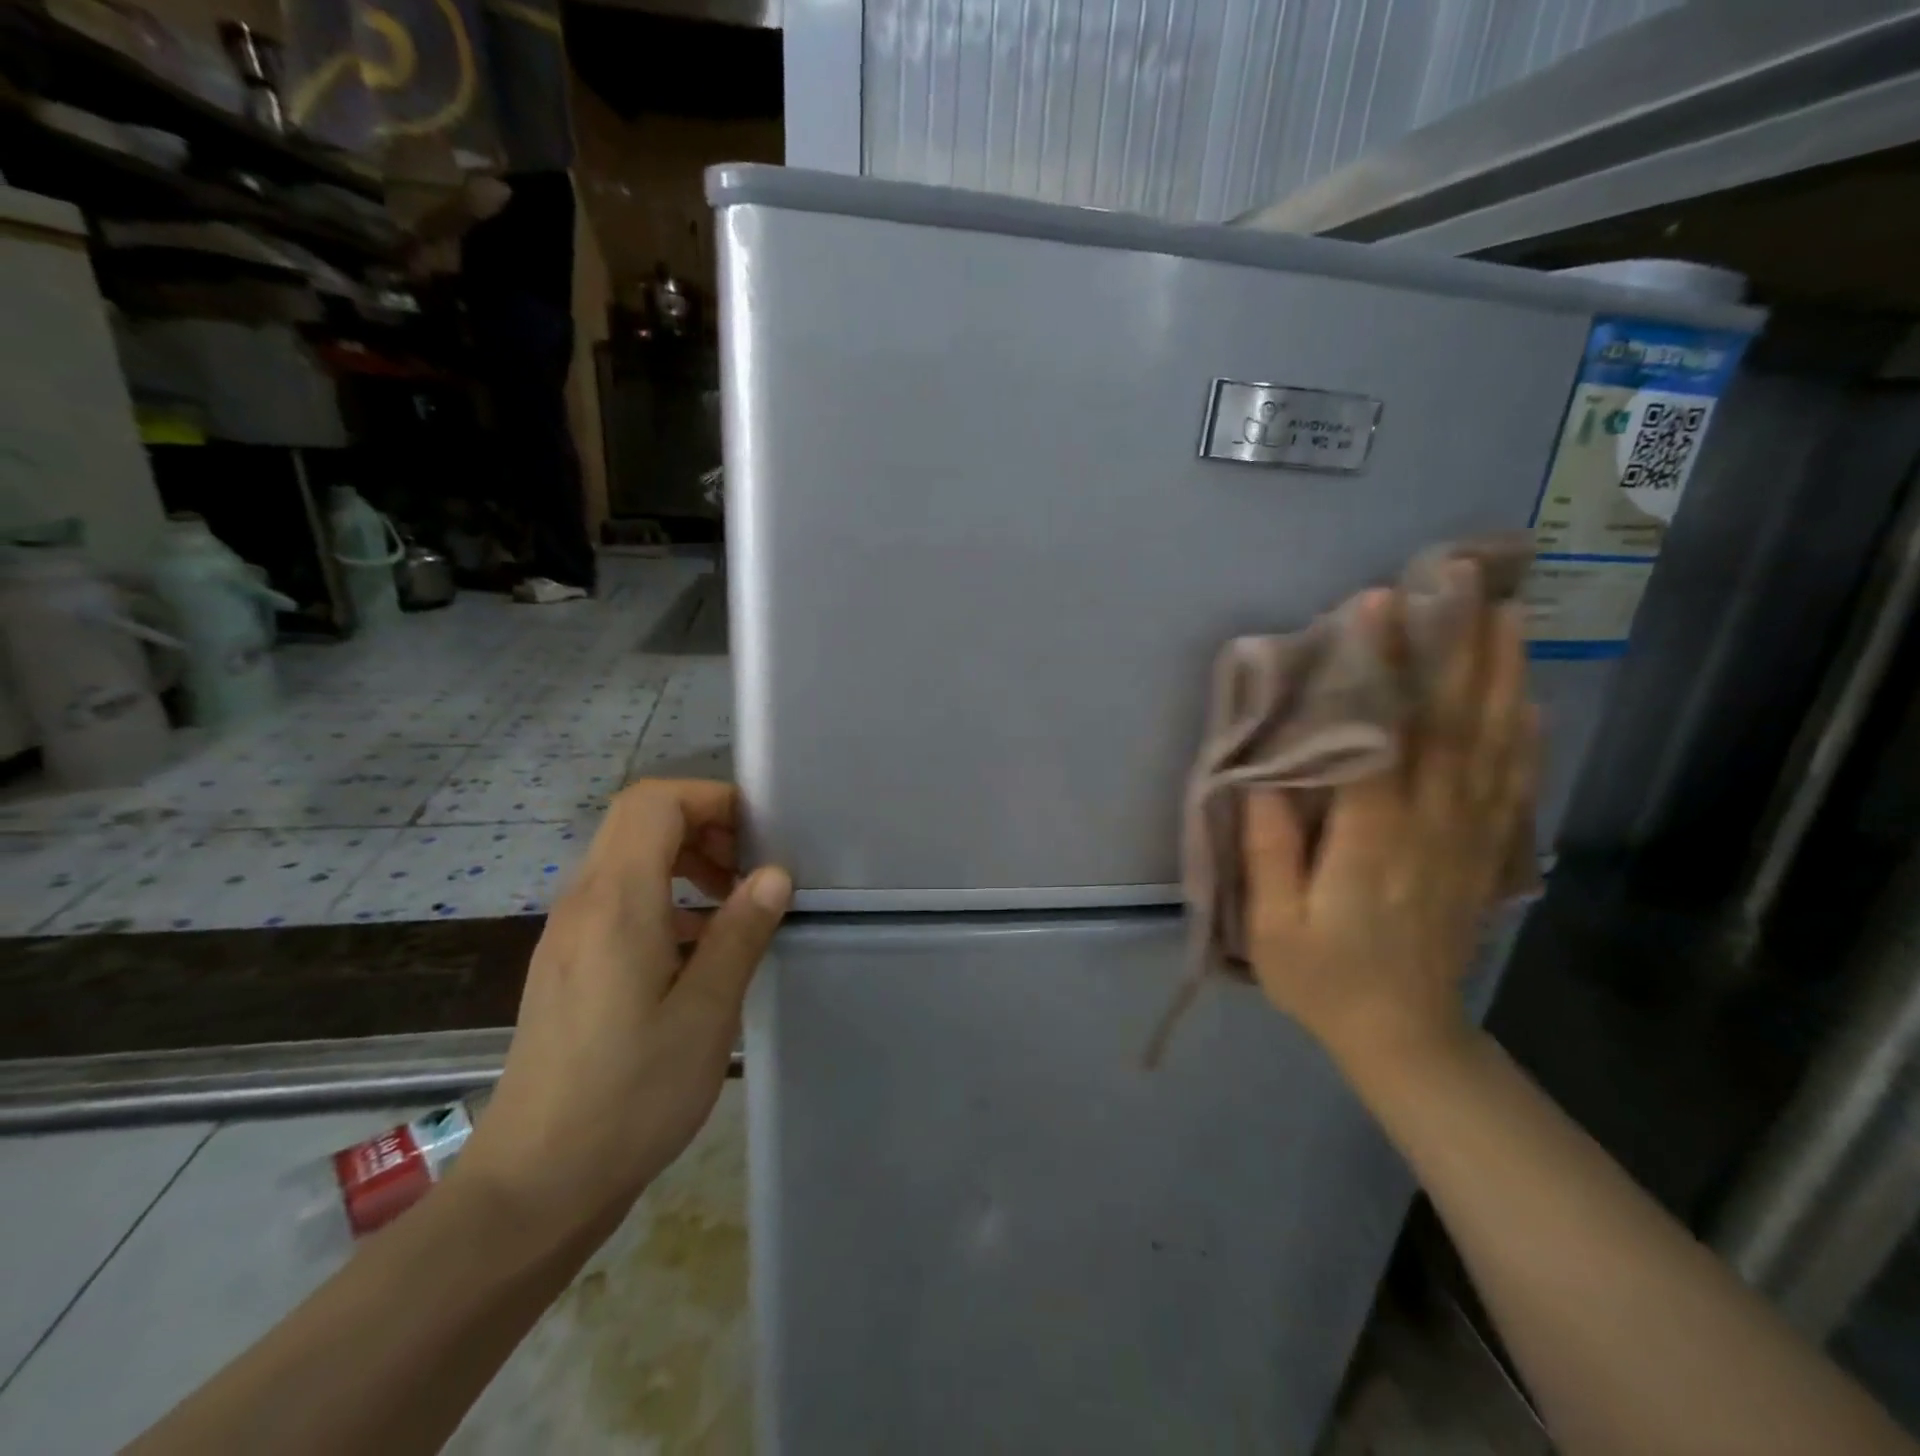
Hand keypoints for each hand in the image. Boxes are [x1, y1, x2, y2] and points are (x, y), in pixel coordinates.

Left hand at [453, 780, 790, 1248]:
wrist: (534, 1185)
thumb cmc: (629, 1096)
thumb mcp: (705, 1013)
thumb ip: (740, 932)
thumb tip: (774, 874)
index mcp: (616, 902)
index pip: (654, 802)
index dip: (710, 800)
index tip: (757, 836)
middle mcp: (582, 903)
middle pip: (638, 821)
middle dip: (702, 826)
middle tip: (749, 870)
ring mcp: (568, 934)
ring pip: (627, 859)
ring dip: (684, 862)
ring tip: (732, 907)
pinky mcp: (567, 964)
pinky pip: (617, 900)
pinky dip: (663, 898)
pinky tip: (695, 950)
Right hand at [1243, 576, 1536, 1070]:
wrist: (1404, 1034)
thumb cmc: (1323, 977)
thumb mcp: (1272, 926)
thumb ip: (1270, 850)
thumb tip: (1265, 774)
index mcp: (1372, 843)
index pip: (1379, 740)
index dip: (1379, 671)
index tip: (1375, 605)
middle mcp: (1431, 827)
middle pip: (1451, 725)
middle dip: (1456, 646)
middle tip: (1460, 577)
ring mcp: (1468, 839)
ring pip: (1492, 744)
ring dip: (1500, 674)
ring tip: (1505, 611)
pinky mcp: (1485, 852)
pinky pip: (1513, 783)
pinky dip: (1526, 734)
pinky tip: (1530, 695)